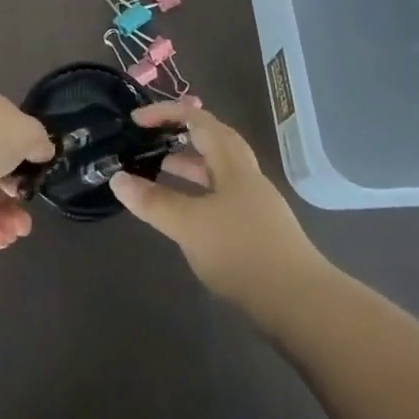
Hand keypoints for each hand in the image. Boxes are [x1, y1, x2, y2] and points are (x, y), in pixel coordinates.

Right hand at [110, 102, 324, 306]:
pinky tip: (184, 214)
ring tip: (157, 171)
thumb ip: (153, 202)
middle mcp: (246, 176)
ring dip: (188, 165)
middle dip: (179, 135)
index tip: (137, 121)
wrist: (301, 305)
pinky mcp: (257, 231)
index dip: (167, 113)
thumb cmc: (242, 252)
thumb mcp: (189, 225)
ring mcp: (254, 204)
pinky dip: (197, 193)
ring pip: (217, 171)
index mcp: (233, 164)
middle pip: (213, 141)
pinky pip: (220, 196)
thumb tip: (117, 178)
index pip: (199, 120)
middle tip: (149, 140)